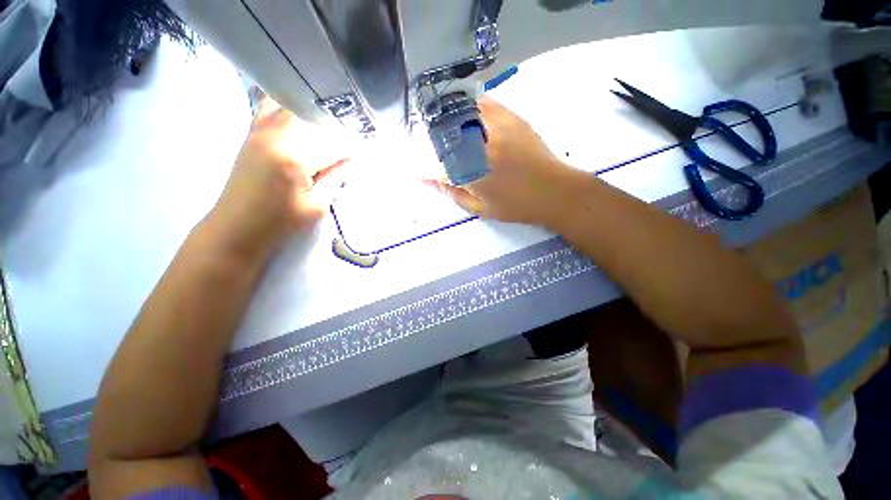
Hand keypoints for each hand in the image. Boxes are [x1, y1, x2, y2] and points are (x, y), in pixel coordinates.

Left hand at [205, 96, 348, 260]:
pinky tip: (298, 119)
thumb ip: (334, 179)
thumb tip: (349, 161)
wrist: (235, 229)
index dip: (350, 148)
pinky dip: (285, 110)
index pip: (332, 143)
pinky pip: (268, 110)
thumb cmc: (279, 224)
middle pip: (311, 118)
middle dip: (332, 129)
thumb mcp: (316, 207)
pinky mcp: (250, 137)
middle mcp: (275, 136)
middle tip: (344, 145)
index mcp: (294, 157)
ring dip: (310, 117)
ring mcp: (259, 133)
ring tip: (324, 131)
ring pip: (290, 108)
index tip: (361, 154)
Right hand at [426, 97, 574, 226]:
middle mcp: (481, 146)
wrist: (555, 191)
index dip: (421, 167)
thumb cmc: (516, 206)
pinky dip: (469, 106)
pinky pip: (484, 103)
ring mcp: (497, 127)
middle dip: (431, 139)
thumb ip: (453, 193)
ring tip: (443, 127)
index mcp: (473, 174)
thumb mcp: (481, 209)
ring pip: (461, 112)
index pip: (436, 166)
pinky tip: (466, 114)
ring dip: (447, 118)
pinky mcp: (512, 117)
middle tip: (428, 146)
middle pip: (445, 133)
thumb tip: (430, 181)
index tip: (413, 169)